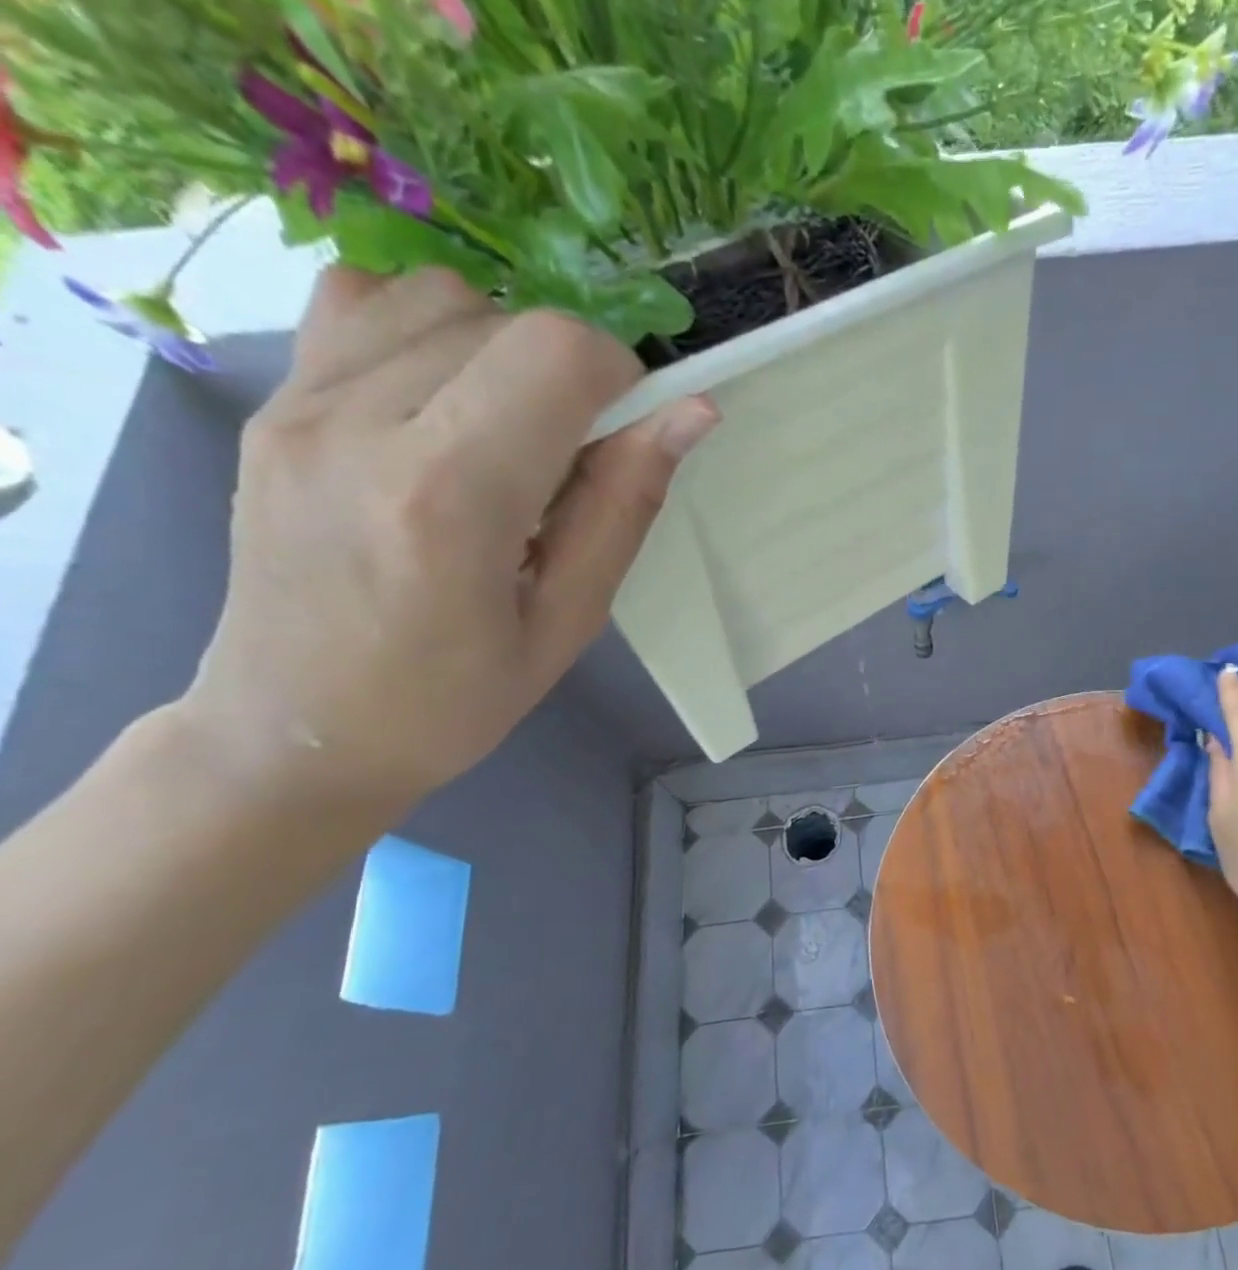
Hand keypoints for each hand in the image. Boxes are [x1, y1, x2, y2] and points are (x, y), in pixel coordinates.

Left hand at [179, 266, 717, 809]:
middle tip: (571, 459)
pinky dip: (426, 330)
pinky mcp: (271, 402)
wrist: (298, 730)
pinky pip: (361, 302)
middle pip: (506, 320)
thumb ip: (624, 506)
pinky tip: (441, 402)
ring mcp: (300, 403)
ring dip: (502, 349)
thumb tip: (689, 415)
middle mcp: (362, 425)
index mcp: (449, 498)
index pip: (556, 354)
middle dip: (569, 374)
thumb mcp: (569, 621)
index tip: (628, 436)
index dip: (620, 377)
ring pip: (436, 295)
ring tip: (507, 432)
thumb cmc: (453, 700)